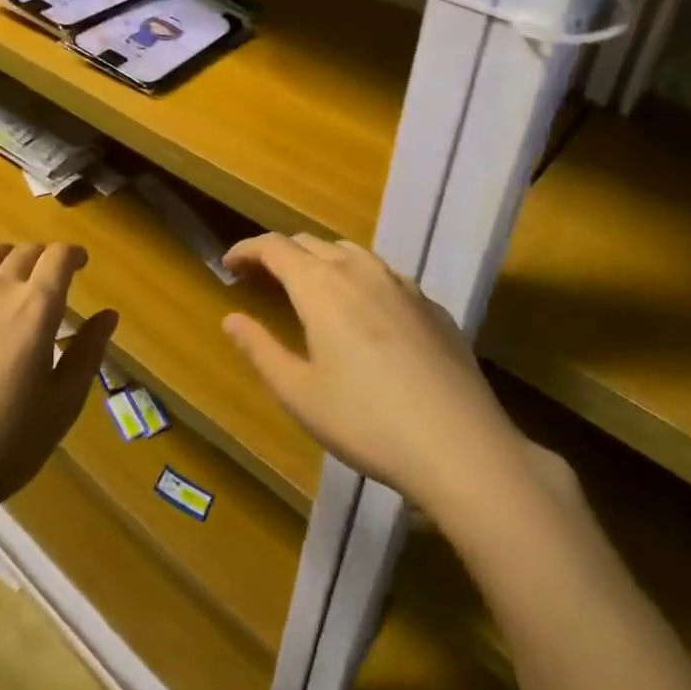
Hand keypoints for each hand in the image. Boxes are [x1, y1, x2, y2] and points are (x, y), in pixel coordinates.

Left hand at [0, 243, 116, 528]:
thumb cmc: (8, 443)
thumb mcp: (63, 403)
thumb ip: (88, 352)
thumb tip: (108, 315)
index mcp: (35, 308)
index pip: (58, 257)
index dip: (73, 254)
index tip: (81, 264)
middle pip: (24, 252)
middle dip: (43, 257)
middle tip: (51, 278)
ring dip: (7, 259)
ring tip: (12, 281)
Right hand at [222, 233, 527, 522]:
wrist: (461, 446)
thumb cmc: (366, 422)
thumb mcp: (299, 393)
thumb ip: (260, 350)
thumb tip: (231, 319)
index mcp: (321, 286)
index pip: (274, 247)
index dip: (247, 249)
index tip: (229, 264)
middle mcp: (359, 270)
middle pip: (310, 243)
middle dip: (280, 254)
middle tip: (261, 278)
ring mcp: (401, 284)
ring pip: (351, 252)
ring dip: (321, 260)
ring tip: (310, 288)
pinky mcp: (432, 305)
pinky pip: (385, 275)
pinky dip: (359, 278)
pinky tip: (365, 313)